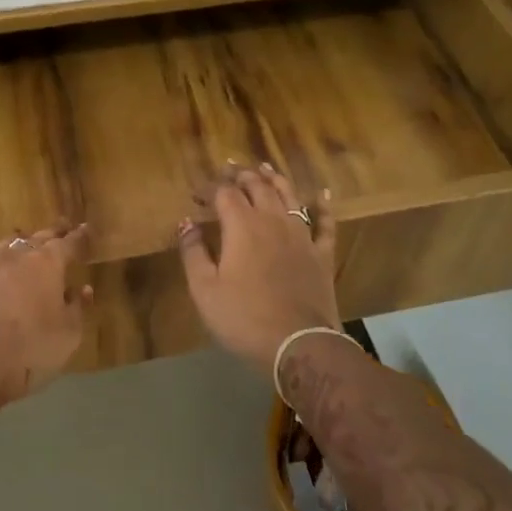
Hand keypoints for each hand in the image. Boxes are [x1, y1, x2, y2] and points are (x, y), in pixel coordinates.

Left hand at [0, 223, 92, 405]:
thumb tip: (82, 289)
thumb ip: (77, 308)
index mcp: (47, 264)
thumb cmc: (28, 349)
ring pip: (4, 245)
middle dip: (53, 232)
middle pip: (38, 237)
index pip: (69, 244)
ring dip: (17, 243)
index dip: (80, 236)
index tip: (86, 228)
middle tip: (62, 226)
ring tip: (22, 239)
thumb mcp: (68, 335)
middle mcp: (15, 257)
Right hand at [177, 163, 338, 379]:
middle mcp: (273, 221)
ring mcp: (301, 235)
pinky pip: (324, 223)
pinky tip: (323, 194)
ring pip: (289, 196)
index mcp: (242, 226)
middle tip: (229, 168)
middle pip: (257, 186)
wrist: (299, 343)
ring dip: (275, 178)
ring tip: (265, 167)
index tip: (196, 193)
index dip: (209, 188)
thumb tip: (186, 223)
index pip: (224, 193)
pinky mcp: (321, 254)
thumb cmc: (244, 318)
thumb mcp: (204, 289)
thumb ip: (193, 252)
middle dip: (241, 175)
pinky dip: (323, 206)